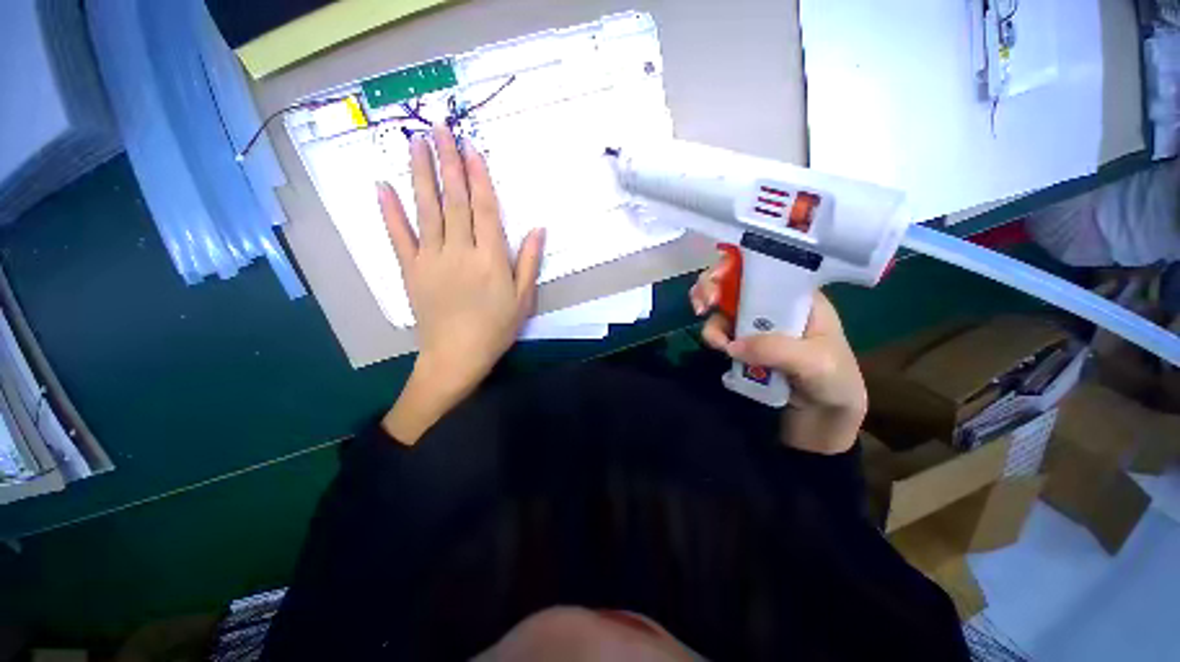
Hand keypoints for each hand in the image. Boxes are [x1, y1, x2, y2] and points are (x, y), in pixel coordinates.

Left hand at [379, 125, 544, 443]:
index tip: (471, 147)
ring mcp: (431, 259)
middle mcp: (460, 251)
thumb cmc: (496, 329)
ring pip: (426, 210)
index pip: (484, 209)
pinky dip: (389, 211)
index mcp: (490, 259)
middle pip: (453, 200)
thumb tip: (538, 228)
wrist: (456, 356)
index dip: (478, 176)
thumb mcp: (523, 299)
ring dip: (420, 174)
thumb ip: (528, 262)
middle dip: (447, 162)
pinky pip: (398, 237)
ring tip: (415, 143)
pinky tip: (381, 186)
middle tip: (439, 127)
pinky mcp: (410, 270)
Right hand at [690, 255, 866, 454]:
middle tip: (702, 305)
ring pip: (723, 307)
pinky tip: (718, 349)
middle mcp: (773, 305)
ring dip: (711, 319)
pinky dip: (713, 336)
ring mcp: (756, 325)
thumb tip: (732, 345)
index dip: (735, 265)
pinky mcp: (744, 344)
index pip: (763, 268)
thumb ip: (776, 349)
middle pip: (735, 282)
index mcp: (798, 297)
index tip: (717, 280)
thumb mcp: (815, 363)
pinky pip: (721, 332)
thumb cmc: (835, 382)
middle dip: (712, 287)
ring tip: (713, 341)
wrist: (824, 417)